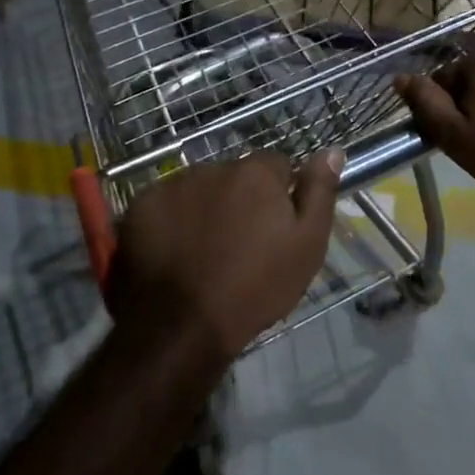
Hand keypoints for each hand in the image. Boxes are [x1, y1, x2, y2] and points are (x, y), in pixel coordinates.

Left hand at [108, 151, 343, 368]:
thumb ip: (319, 193)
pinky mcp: (142, 205)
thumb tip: (333, 150)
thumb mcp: (306, 246)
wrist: (182, 325)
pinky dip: (171, 220)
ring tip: (204, 251)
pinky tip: (174, 253)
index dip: (279, 194)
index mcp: (255, 173)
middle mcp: (213, 167)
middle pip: (234, 175)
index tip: (275, 226)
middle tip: (239, 243)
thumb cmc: (255, 288)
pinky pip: (164, 204)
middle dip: (240, 199)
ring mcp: (173, 184)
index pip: (276, 165)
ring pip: (199, 188)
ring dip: (205, 207)